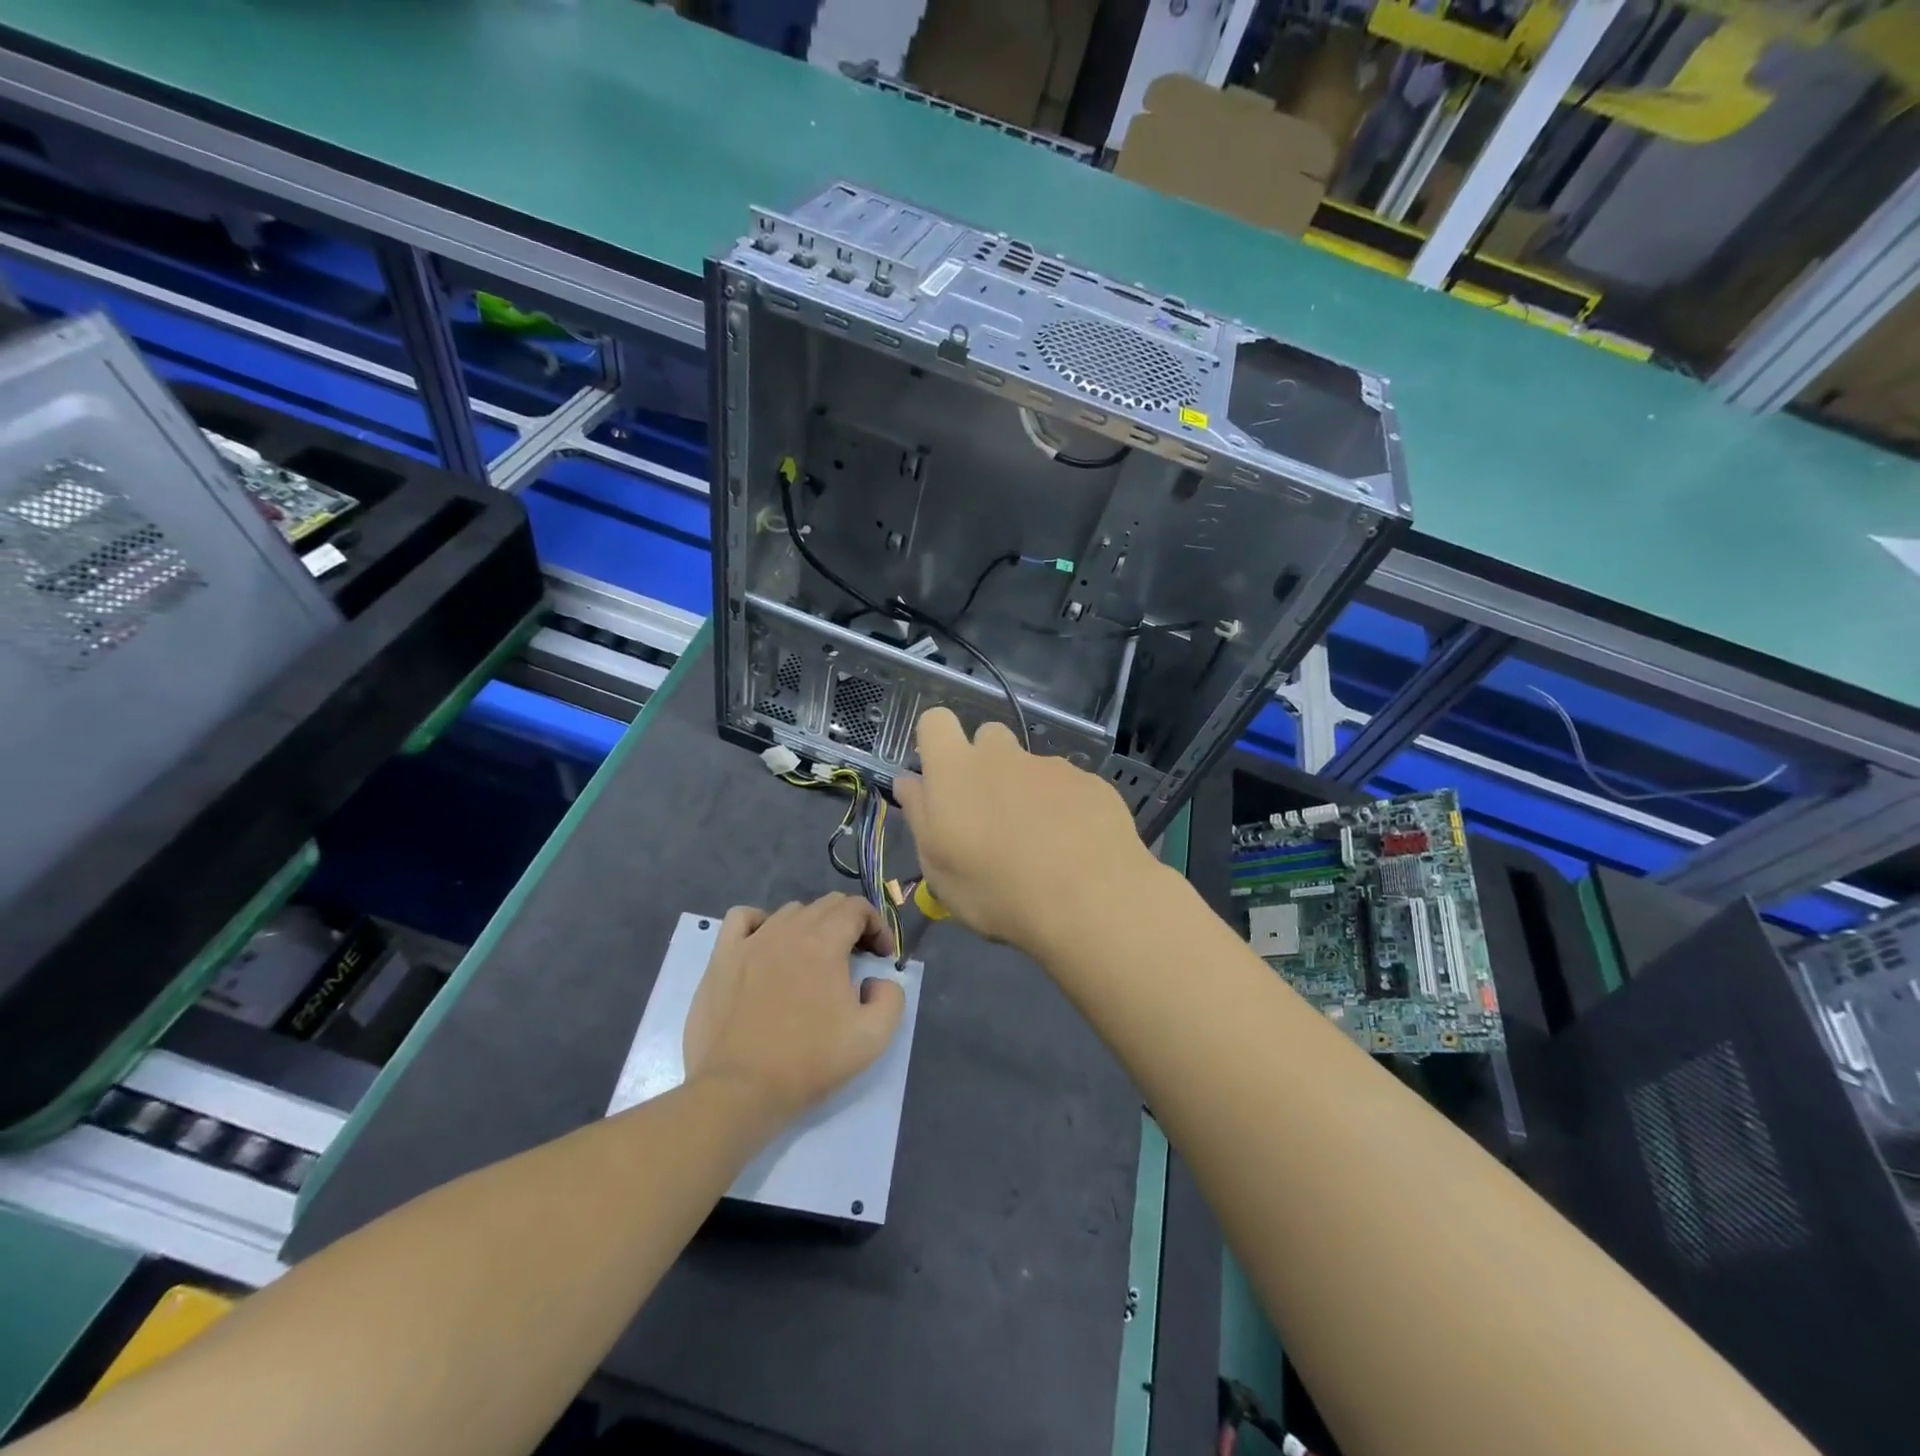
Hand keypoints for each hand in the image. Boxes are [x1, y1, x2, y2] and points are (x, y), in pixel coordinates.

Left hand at [683, 895, 905, 1127]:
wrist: (739, 1090)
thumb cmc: (807, 1062)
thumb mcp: (873, 1037)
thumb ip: (891, 997)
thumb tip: (877, 980)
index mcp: (824, 943)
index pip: (857, 909)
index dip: (877, 926)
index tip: (882, 957)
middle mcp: (788, 930)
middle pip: (826, 905)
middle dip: (850, 923)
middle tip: (856, 958)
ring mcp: (750, 941)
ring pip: (789, 911)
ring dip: (811, 926)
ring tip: (814, 959)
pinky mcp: (722, 957)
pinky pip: (743, 918)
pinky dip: (761, 922)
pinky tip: (767, 945)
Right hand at [893, 708, 1164, 955]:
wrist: (1088, 899)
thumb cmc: (996, 889)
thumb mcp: (938, 868)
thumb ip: (920, 816)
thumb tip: (911, 781)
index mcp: (956, 770)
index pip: (936, 722)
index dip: (936, 742)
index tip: (941, 778)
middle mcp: (1003, 755)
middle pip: (988, 738)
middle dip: (986, 765)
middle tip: (991, 815)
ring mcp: (1052, 766)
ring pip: (1031, 767)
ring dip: (1028, 792)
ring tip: (1041, 845)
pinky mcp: (1092, 783)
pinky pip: (1070, 788)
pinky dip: (1067, 809)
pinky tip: (1075, 849)